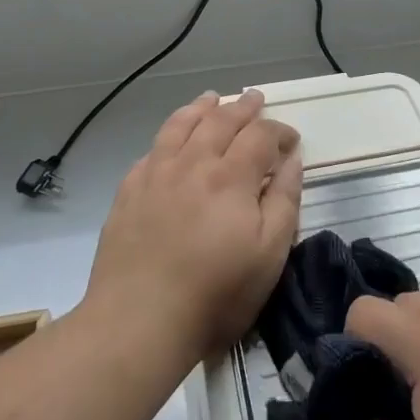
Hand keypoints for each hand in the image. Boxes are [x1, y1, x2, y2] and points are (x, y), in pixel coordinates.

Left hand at [84, 90, 301, 360]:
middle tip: (255, 98)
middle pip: (220, 121)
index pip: (260, 135)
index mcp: (231, 177)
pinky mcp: (128, 192)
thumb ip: (284, 200)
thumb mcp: (270, 254)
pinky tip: (171, 140)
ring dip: (201, 108)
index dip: (279, 131)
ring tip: (212, 98)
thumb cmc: (216, 293)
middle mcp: (193, 163)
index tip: (292, 139)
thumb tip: (291, 160)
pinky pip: (152, 149)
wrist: (139, 321)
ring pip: (180, 126)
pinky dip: (169, 135)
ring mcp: (155, 175)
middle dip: (242, 107)